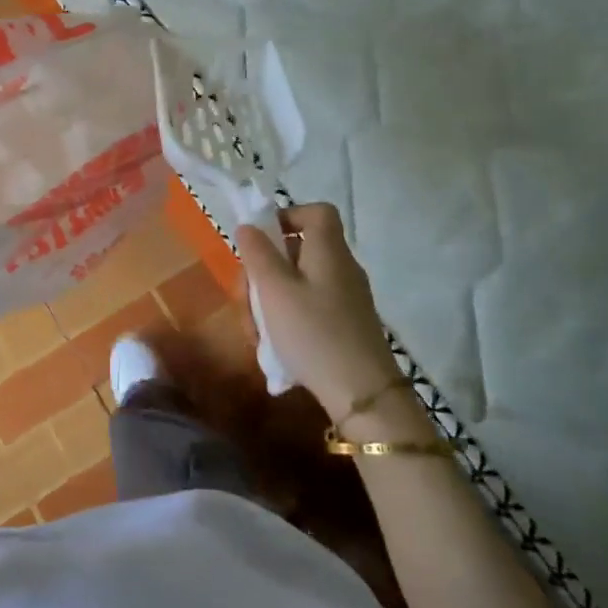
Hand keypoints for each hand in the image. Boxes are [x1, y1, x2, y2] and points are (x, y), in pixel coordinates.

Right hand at [236, 204, 411, 426]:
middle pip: (298, 251)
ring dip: (269, 301)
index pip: (317, 212)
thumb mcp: (275, 291)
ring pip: (297, 284)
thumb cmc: (314, 333)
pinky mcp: (345, 326)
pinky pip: (309, 308)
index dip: (287, 216)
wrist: (363, 394)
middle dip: (264, 271)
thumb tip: (249, 226)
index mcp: (328, 251)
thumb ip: (258, 254)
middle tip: (245, 298)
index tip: (260, 241)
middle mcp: (341, 268)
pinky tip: (274, 348)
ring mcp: (345, 299)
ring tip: (255, 333)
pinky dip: (287, 320)